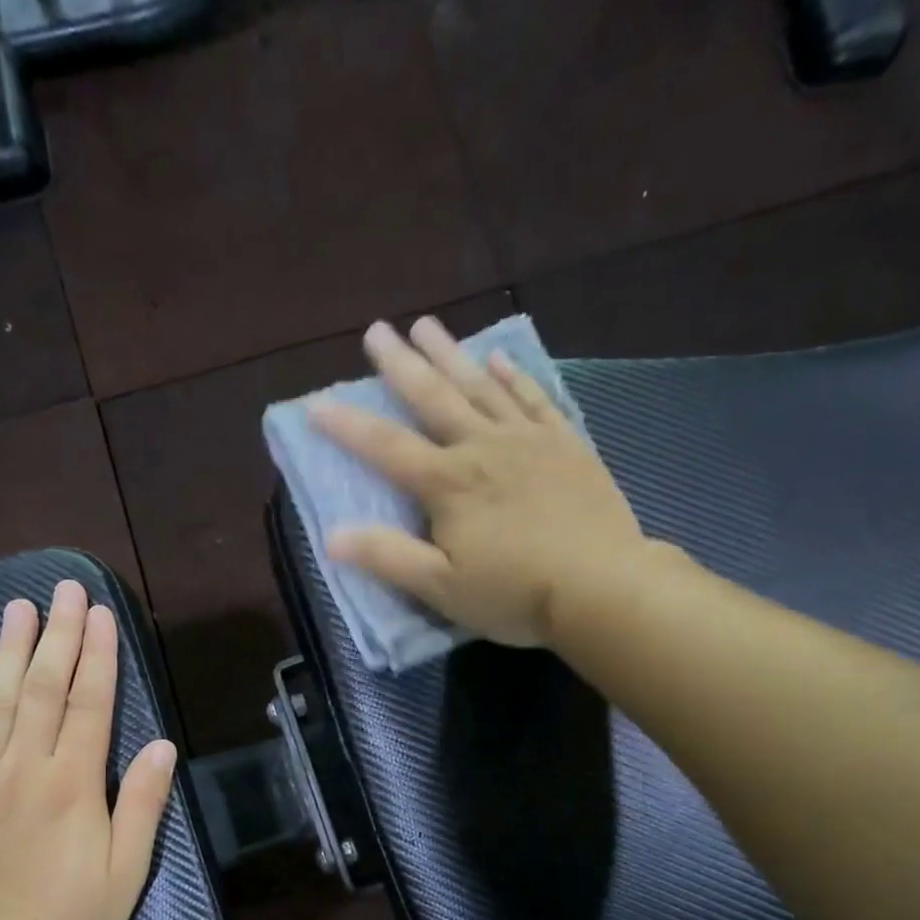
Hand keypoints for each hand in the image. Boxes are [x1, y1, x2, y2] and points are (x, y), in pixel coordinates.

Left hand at [0, 580, 176, 919]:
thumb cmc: (73, 917)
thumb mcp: (128, 868)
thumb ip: (142, 802)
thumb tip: (161, 745)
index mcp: (73, 783)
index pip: (89, 703)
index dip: (98, 655)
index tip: (100, 613)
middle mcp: (25, 767)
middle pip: (43, 688)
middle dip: (57, 634)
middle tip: (63, 588)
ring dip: (9, 650)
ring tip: (17, 608)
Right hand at [313, 317, 655, 648]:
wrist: (604, 587)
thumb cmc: (515, 594)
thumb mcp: (441, 587)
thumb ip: (387, 557)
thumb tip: (332, 536)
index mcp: (448, 483)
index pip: (386, 447)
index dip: (347, 426)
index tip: (315, 403)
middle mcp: (483, 448)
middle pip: (433, 398)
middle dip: (400, 364)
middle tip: (377, 329)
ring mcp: (528, 440)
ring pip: (481, 386)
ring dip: (451, 354)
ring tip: (427, 325)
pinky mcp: (566, 445)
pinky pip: (534, 398)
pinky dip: (514, 376)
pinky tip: (499, 359)